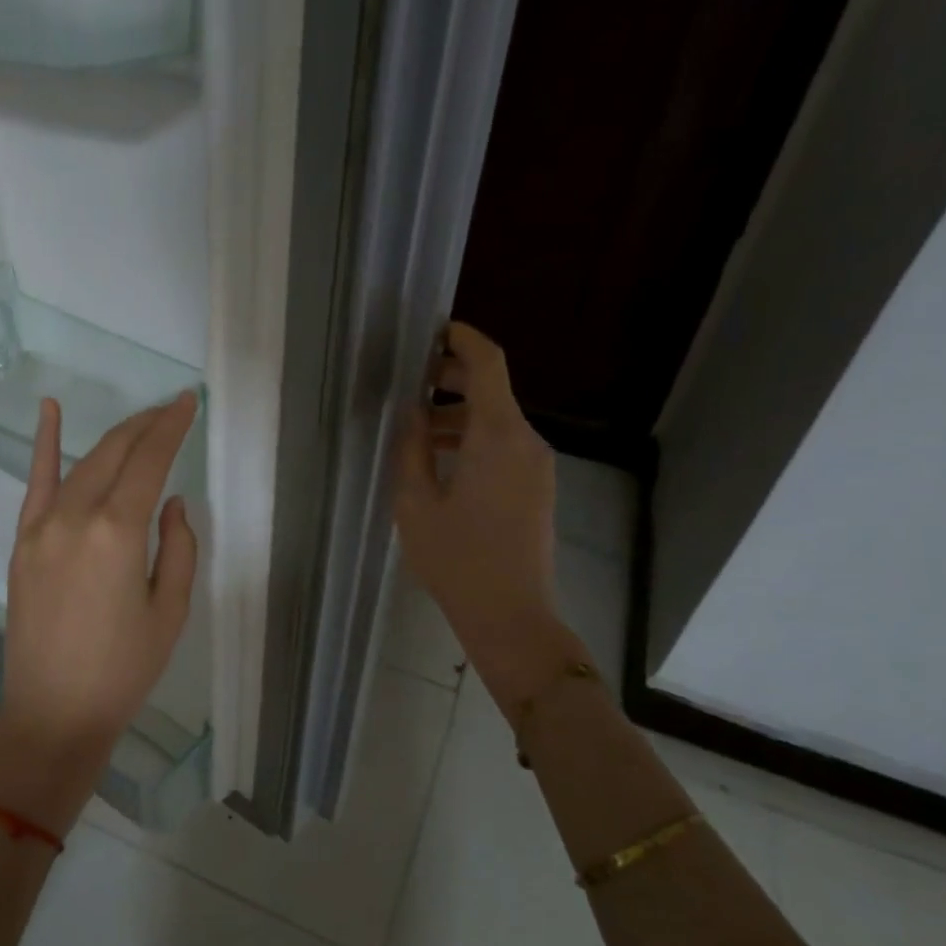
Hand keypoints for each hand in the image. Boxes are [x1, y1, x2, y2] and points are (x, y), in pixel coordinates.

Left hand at [0, 392, 199, 836]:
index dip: (172, 427)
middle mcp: (75, 516)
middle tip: (172, 411)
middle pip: (114, 452)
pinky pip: (35, 484)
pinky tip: (49, 410)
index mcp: (117, 532)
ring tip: (141, 422)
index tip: (189, 402)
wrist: (54, 713)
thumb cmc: (123, 669)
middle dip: (146, 425)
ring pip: (82, 464)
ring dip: (114, 438)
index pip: (150, 461)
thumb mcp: (170, 611)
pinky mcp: (22, 543)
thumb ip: (178, 547)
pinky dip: (44, 445)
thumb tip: (172, 502)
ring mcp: (41, 527)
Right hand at [394, 322, 582, 705]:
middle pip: (493, 389)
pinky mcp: (537, 487)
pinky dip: (473, 439)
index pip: (487, 363)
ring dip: (458, 414)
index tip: (432, 330)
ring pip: (497, 420)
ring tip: (414, 429)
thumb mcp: (415, 502)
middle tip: (409, 381)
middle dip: (451, 377)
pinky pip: (504, 445)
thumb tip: (412, 411)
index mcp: (497, 435)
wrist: (511, 615)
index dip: (461, 338)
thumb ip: (411, 447)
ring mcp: (537, 465)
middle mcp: (526, 441)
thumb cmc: (456, 559)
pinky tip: (440, 461)